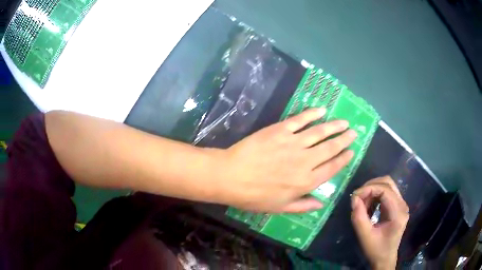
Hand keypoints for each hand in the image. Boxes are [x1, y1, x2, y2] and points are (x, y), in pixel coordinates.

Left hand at [216, 108, 356, 212]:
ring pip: (320, 132)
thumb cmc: (254, 196)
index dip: (343, 159)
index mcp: (306, 181)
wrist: (231, 176)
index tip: (351, 151)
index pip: (332, 168)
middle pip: (330, 148)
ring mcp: (293, 143)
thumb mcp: (280, 208)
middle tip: (353, 132)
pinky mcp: (280, 130)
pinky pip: (300, 120)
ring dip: (334, 126)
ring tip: (344, 122)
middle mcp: (305, 161)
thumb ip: (303, 205)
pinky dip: (312, 114)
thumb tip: (322, 203)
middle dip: (344, 140)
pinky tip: (321, 110)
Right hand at [351, 176, 409, 269]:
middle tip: (357, 197)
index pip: (385, 189)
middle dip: (371, 186)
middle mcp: (402, 204)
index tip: (354, 197)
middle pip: (388, 182)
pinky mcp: (398, 206)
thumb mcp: (365, 236)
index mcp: (398, 212)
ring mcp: (401, 204)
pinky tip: (369, 205)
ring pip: (388, 185)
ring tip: (362, 202)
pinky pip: (387, 192)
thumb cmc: (376, 250)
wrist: (385, 258)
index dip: (369, 189)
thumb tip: (354, 199)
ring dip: (373, 189)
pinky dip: (376, 194)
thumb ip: (359, 217)